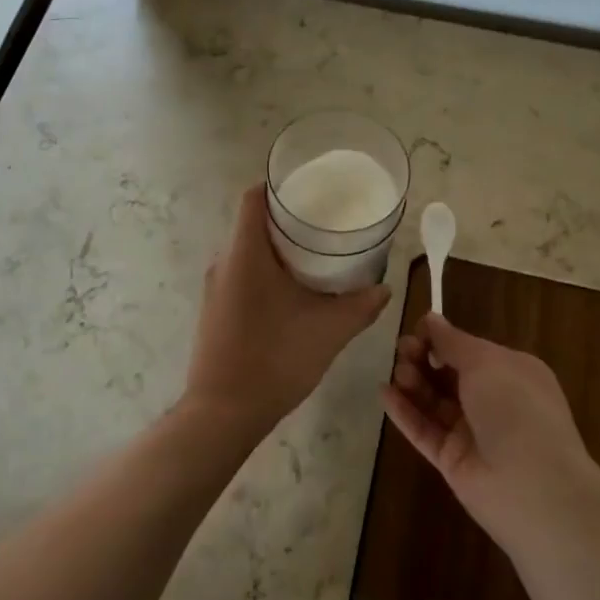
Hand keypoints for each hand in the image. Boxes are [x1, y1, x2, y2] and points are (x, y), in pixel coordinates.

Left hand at [183, 184, 391, 440]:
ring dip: (278, 248)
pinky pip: (241, 274)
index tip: (312, 190)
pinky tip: (294, 291)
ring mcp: (215, 288)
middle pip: (253, 222)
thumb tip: (385, 288)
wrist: (222, 414)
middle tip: (327, 223)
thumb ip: (360, 305)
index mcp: (245, 253)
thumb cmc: (274, 359)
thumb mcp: (328, 331)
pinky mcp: (215, 310)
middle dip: (288, 219)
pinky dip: (266, 271)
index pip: (254, 197)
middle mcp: (224, 262)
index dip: (280, 185)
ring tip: (317, 255)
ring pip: (247, 251)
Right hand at [382, 314, 599, 548]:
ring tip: (397, 372)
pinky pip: (424, 431)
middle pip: (449, 374)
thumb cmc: (515, 408)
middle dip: (424, 358)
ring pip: (434, 402)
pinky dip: (404, 412)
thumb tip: (431, 319)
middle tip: (402, 349)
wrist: (533, 487)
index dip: (442, 339)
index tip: (418, 330)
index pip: (470, 350)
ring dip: (414, 382)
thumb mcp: (485, 362)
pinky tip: (384, 393)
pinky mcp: (452, 461)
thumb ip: (452, 342)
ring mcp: (472, 433)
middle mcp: (493, 400)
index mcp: (511, 372)